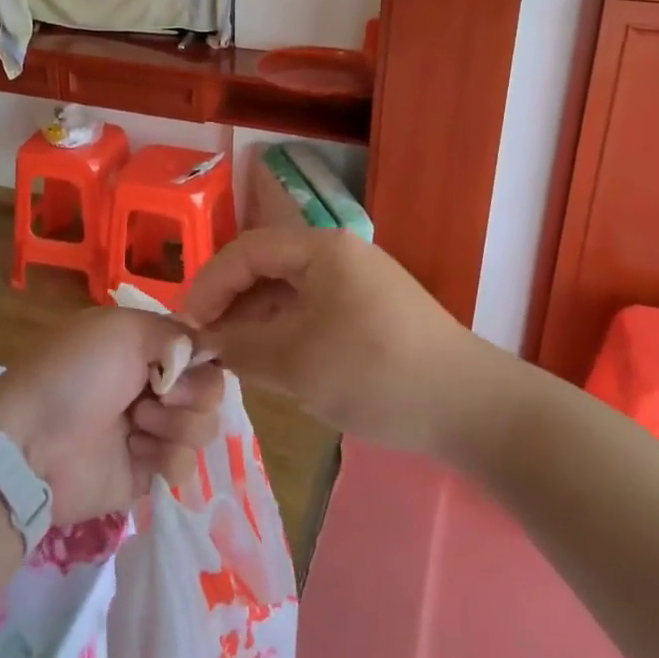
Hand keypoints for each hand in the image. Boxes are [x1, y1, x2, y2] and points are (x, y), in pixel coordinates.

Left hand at [0, 307, 223, 524]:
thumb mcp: (124, 329)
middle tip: (159, 394)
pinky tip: (133, 453)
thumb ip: (175, 332)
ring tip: (137, 424)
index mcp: (144, 345)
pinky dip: (164, 457)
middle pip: (210, 388)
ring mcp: (152, 430)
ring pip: (204, 426)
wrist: (33, 443)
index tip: (191, 361)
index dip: (204, 355)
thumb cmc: (76, 373)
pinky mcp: (148, 473)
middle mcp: (152, 384)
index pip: (199, 347)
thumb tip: (210, 345)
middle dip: (191, 391)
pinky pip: (186, 465)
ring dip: (174, 424)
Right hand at [184, 228, 483, 454]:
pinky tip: (274, 362)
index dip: (209, 285)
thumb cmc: (376, 374)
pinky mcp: (371, 309)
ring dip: (257, 320)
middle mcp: (339, 254)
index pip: (246, 252)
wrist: (472, 408)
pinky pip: (313, 310)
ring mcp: (358, 281)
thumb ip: (241, 346)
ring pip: (289, 291)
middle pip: (267, 267)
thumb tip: (205, 341)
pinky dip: (286, 331)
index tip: (186, 326)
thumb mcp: (297, 363)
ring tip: (233, 358)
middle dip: (231, 304)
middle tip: (205, 344)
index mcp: (321, 249)